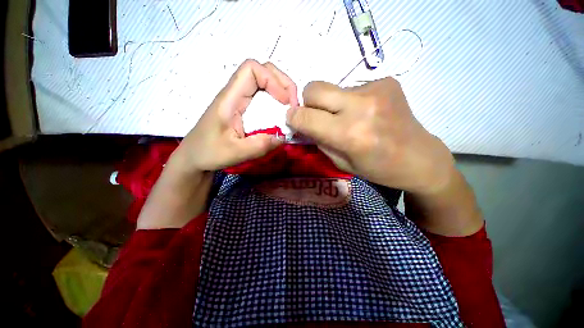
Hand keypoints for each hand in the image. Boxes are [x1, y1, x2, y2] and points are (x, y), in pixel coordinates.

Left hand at [170, 59, 298, 172]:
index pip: (252, 70)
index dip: (273, 80)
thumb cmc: (208, 153)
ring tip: (290, 109)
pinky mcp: (244, 110)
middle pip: (262, 71)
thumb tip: (284, 137)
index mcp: (230, 99)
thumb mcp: (235, 153)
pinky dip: (276, 103)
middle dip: (283, 83)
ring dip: (281, 92)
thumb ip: (260, 145)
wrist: (194, 157)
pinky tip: (281, 116)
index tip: (285, 102)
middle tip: (293, 104)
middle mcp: (236, 95)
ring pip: (264, 83)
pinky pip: (263, 98)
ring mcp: (240, 102)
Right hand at [286, 78, 454, 193]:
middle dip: (308, 103)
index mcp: (350, 134)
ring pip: (332, 87)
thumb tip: (301, 123)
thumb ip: (318, 140)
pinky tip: (365, 113)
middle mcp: (361, 106)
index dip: (293, 117)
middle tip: (317, 116)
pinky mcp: (387, 81)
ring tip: (348, 118)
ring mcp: (377, 89)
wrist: (420, 158)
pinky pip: (351, 88)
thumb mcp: (340, 163)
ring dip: (331, 103)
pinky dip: (350, 100)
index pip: (305, 116)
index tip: (293, 120)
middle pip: (314, 88)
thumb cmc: (377, 169)